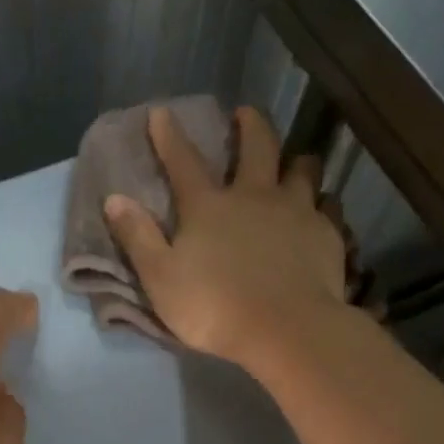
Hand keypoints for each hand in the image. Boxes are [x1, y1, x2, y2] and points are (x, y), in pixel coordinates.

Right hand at [105, 104, 347, 365]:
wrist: (287, 330)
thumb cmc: (215, 308)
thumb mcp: (161, 279)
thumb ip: (138, 238)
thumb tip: (114, 199)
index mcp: (209, 207)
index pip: (183, 162)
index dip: (169, 136)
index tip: (161, 112)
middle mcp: (255, 196)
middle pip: (257, 146)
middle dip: (249, 125)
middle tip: (245, 113)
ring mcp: (296, 211)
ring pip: (302, 170)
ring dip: (296, 161)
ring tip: (295, 162)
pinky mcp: (327, 234)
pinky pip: (329, 206)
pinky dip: (324, 204)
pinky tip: (323, 210)